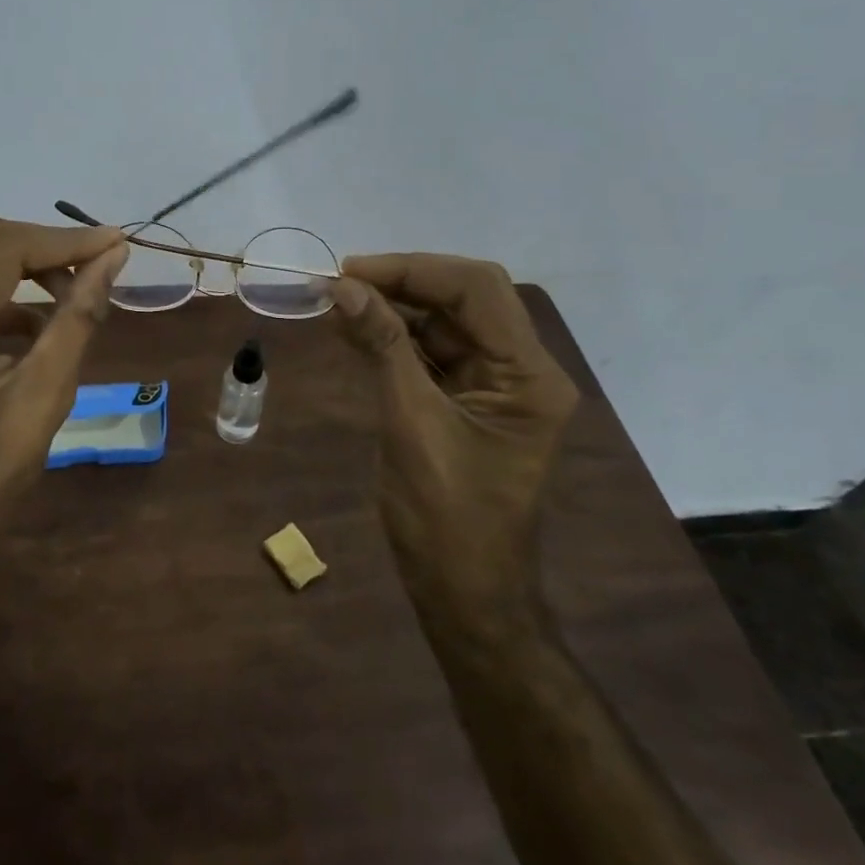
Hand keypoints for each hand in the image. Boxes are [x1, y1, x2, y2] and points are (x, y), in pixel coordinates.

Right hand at [333, 254, 578, 610]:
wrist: (464, 595)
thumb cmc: (446, 520)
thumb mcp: (411, 424)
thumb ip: (382, 348)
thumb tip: (343, 288)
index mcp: (528, 376)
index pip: (478, 290)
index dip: (412, 270)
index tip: (350, 271)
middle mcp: (521, 370)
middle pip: (464, 299)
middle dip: (402, 283)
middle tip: (340, 283)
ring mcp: (496, 385)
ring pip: (444, 322)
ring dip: (392, 308)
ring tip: (335, 302)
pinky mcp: (469, 400)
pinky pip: (431, 352)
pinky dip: (392, 338)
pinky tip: (352, 329)